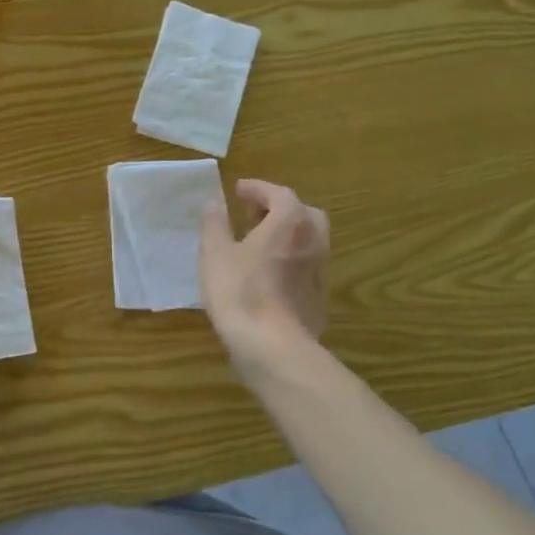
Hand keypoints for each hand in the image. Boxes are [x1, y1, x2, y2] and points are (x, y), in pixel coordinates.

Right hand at [199, 179, 330, 369]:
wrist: (272, 346)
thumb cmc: (239, 292)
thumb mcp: (214, 253)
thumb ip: (214, 224)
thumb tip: (214, 203)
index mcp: (289, 223)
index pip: (278, 193)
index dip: (257, 189)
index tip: (238, 190)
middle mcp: (313, 240)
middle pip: (303, 214)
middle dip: (279, 209)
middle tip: (252, 216)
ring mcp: (320, 270)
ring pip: (308, 241)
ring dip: (286, 235)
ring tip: (257, 245)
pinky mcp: (319, 296)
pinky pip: (305, 266)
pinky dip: (289, 259)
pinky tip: (267, 275)